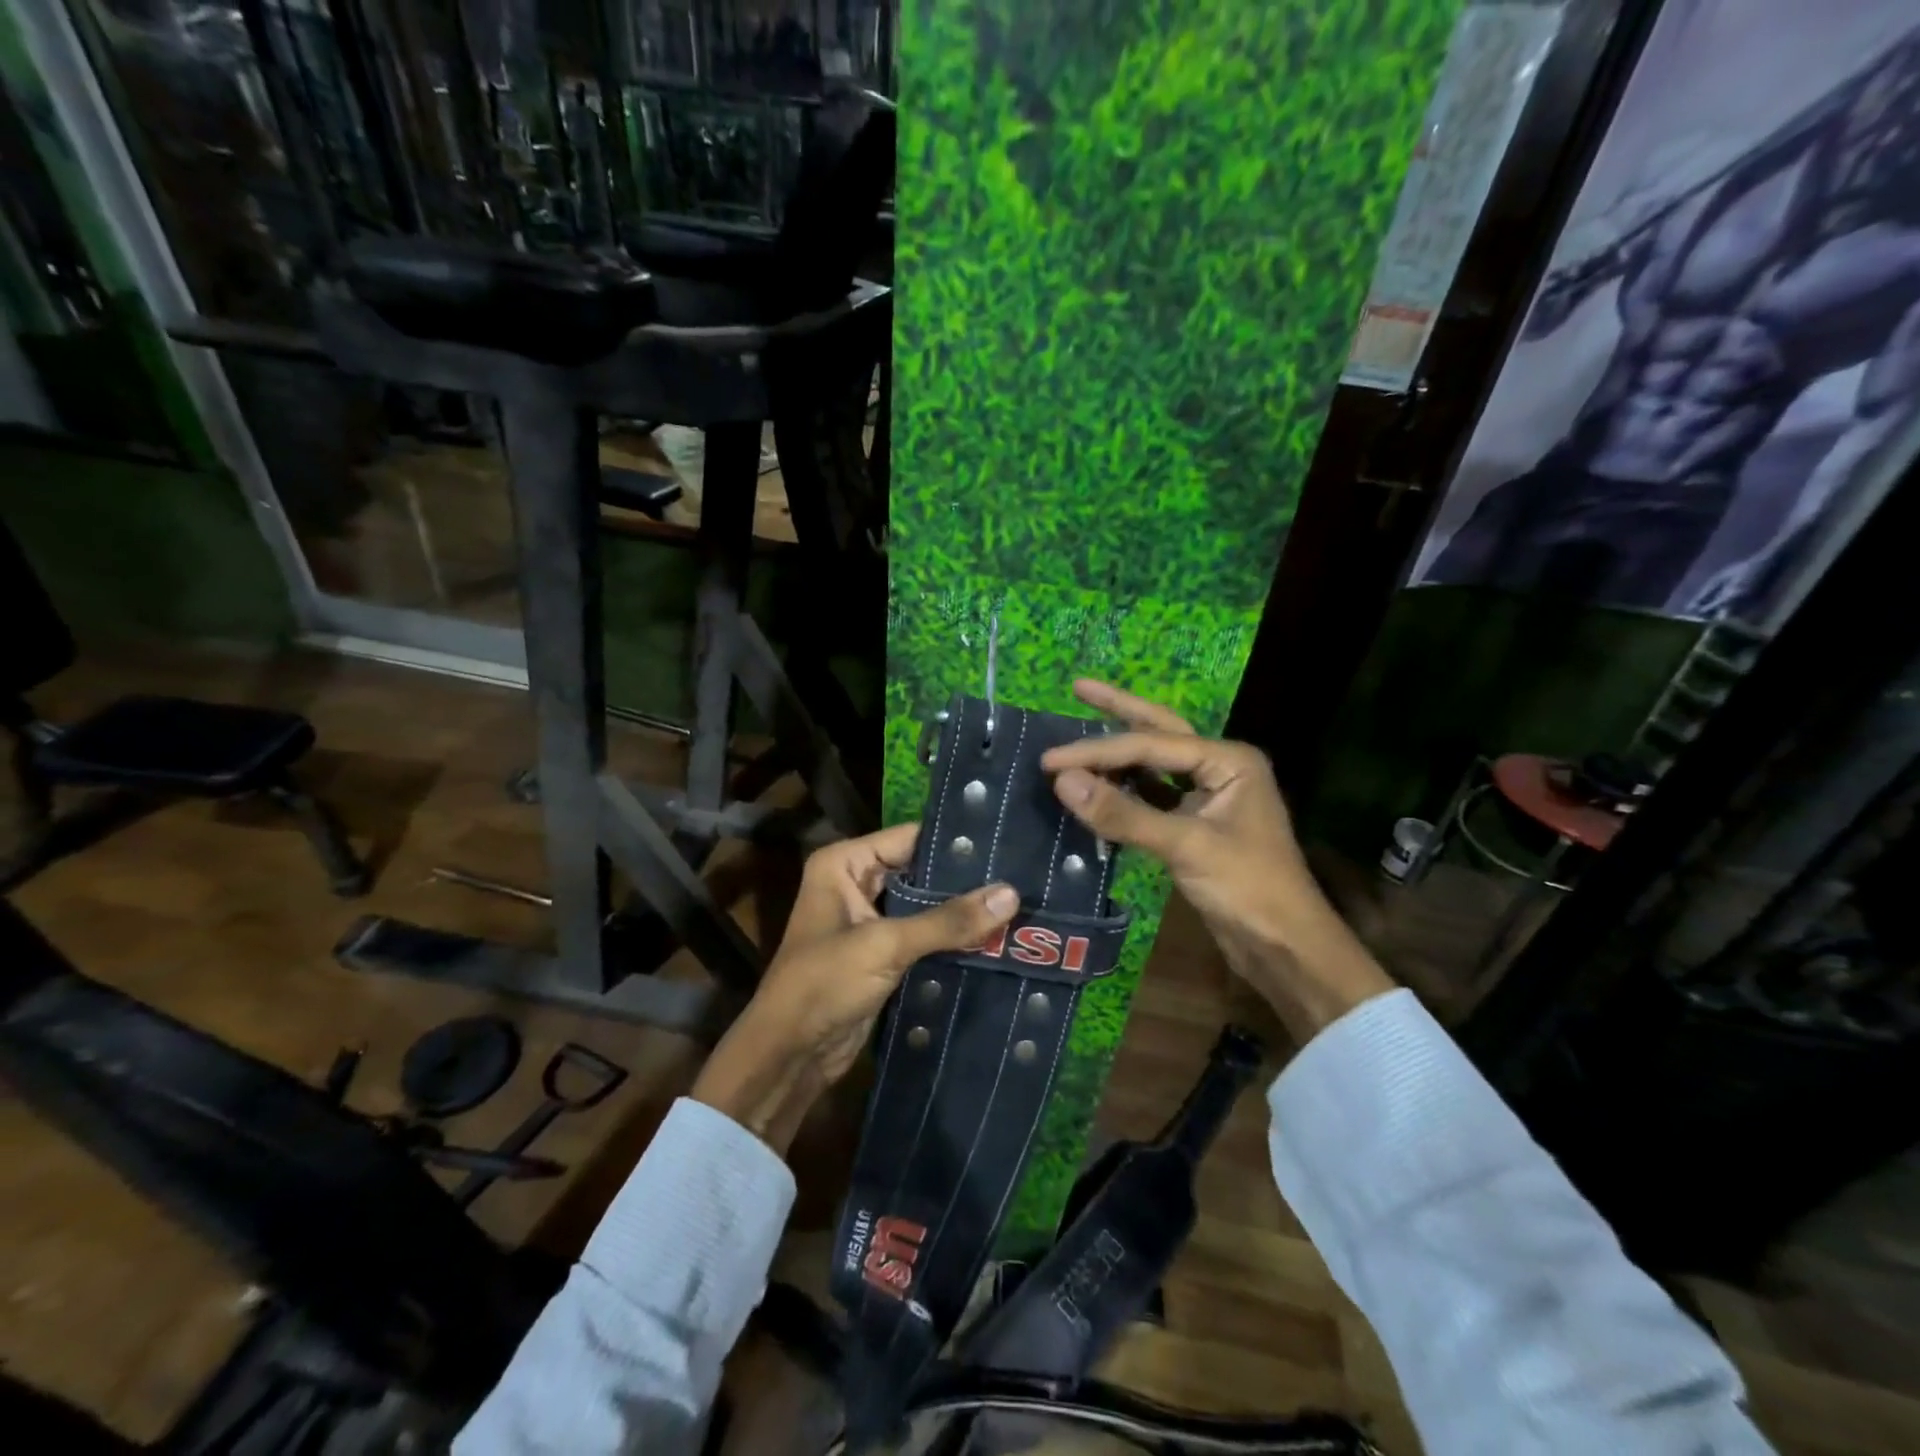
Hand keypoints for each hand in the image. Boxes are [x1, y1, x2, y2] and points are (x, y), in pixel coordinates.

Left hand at [690, 824, 1018, 1153]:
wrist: (790, 1056)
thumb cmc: (824, 984)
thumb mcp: (886, 945)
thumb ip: (947, 921)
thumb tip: (1012, 894)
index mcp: (844, 864)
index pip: (910, 838)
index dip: (955, 843)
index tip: (1007, 843)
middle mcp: (856, 883)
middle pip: (920, 872)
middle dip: (964, 880)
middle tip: (1021, 877)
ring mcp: (869, 920)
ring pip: (924, 906)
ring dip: (961, 912)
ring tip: (1019, 905)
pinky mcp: (882, 954)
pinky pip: (923, 936)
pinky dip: (951, 939)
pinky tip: (995, 938)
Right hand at [1039, 680, 1393, 1043]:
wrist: (1284, 947)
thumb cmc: (1247, 888)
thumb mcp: (1185, 846)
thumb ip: (1123, 813)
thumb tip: (1062, 781)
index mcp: (1229, 760)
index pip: (1150, 746)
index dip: (1097, 752)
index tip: (1049, 761)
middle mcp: (1220, 768)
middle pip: (1160, 731)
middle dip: (1119, 709)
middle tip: (1078, 687)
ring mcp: (1209, 796)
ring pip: (1154, 764)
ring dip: (1118, 753)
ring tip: (1080, 736)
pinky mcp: (1196, 825)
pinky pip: (1153, 796)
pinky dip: (1124, 791)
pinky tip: (1097, 786)